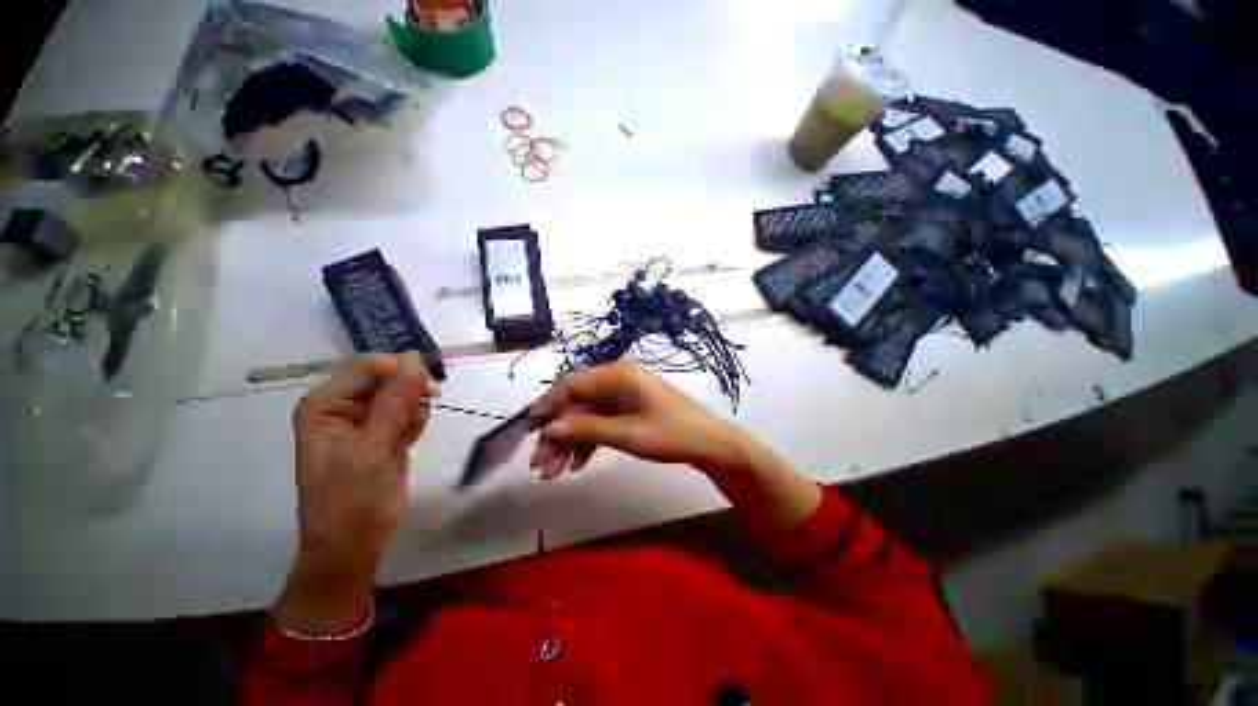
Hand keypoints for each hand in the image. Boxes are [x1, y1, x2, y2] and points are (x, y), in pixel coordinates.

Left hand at [278, 354, 438, 634]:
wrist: (355, 541)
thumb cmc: (350, 499)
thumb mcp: (370, 450)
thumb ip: (392, 404)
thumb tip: (413, 361)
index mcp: (324, 404)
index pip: (367, 367)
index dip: (400, 371)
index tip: (430, 388)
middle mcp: (343, 406)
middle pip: (388, 375)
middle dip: (410, 390)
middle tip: (425, 407)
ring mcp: (365, 418)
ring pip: (404, 391)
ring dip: (414, 408)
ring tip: (406, 437)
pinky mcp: (385, 430)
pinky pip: (410, 409)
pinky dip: (416, 420)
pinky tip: (408, 441)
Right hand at [530, 361, 821, 527]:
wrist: (707, 443)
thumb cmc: (670, 434)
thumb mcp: (626, 434)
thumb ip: (586, 429)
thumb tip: (549, 429)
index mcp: (617, 375)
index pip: (571, 385)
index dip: (548, 406)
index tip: (528, 431)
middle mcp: (616, 378)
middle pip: (577, 403)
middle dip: (558, 433)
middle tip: (540, 464)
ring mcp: (623, 393)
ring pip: (586, 415)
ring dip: (570, 441)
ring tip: (553, 472)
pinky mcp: (628, 408)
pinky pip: (601, 421)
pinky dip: (588, 441)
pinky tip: (577, 463)